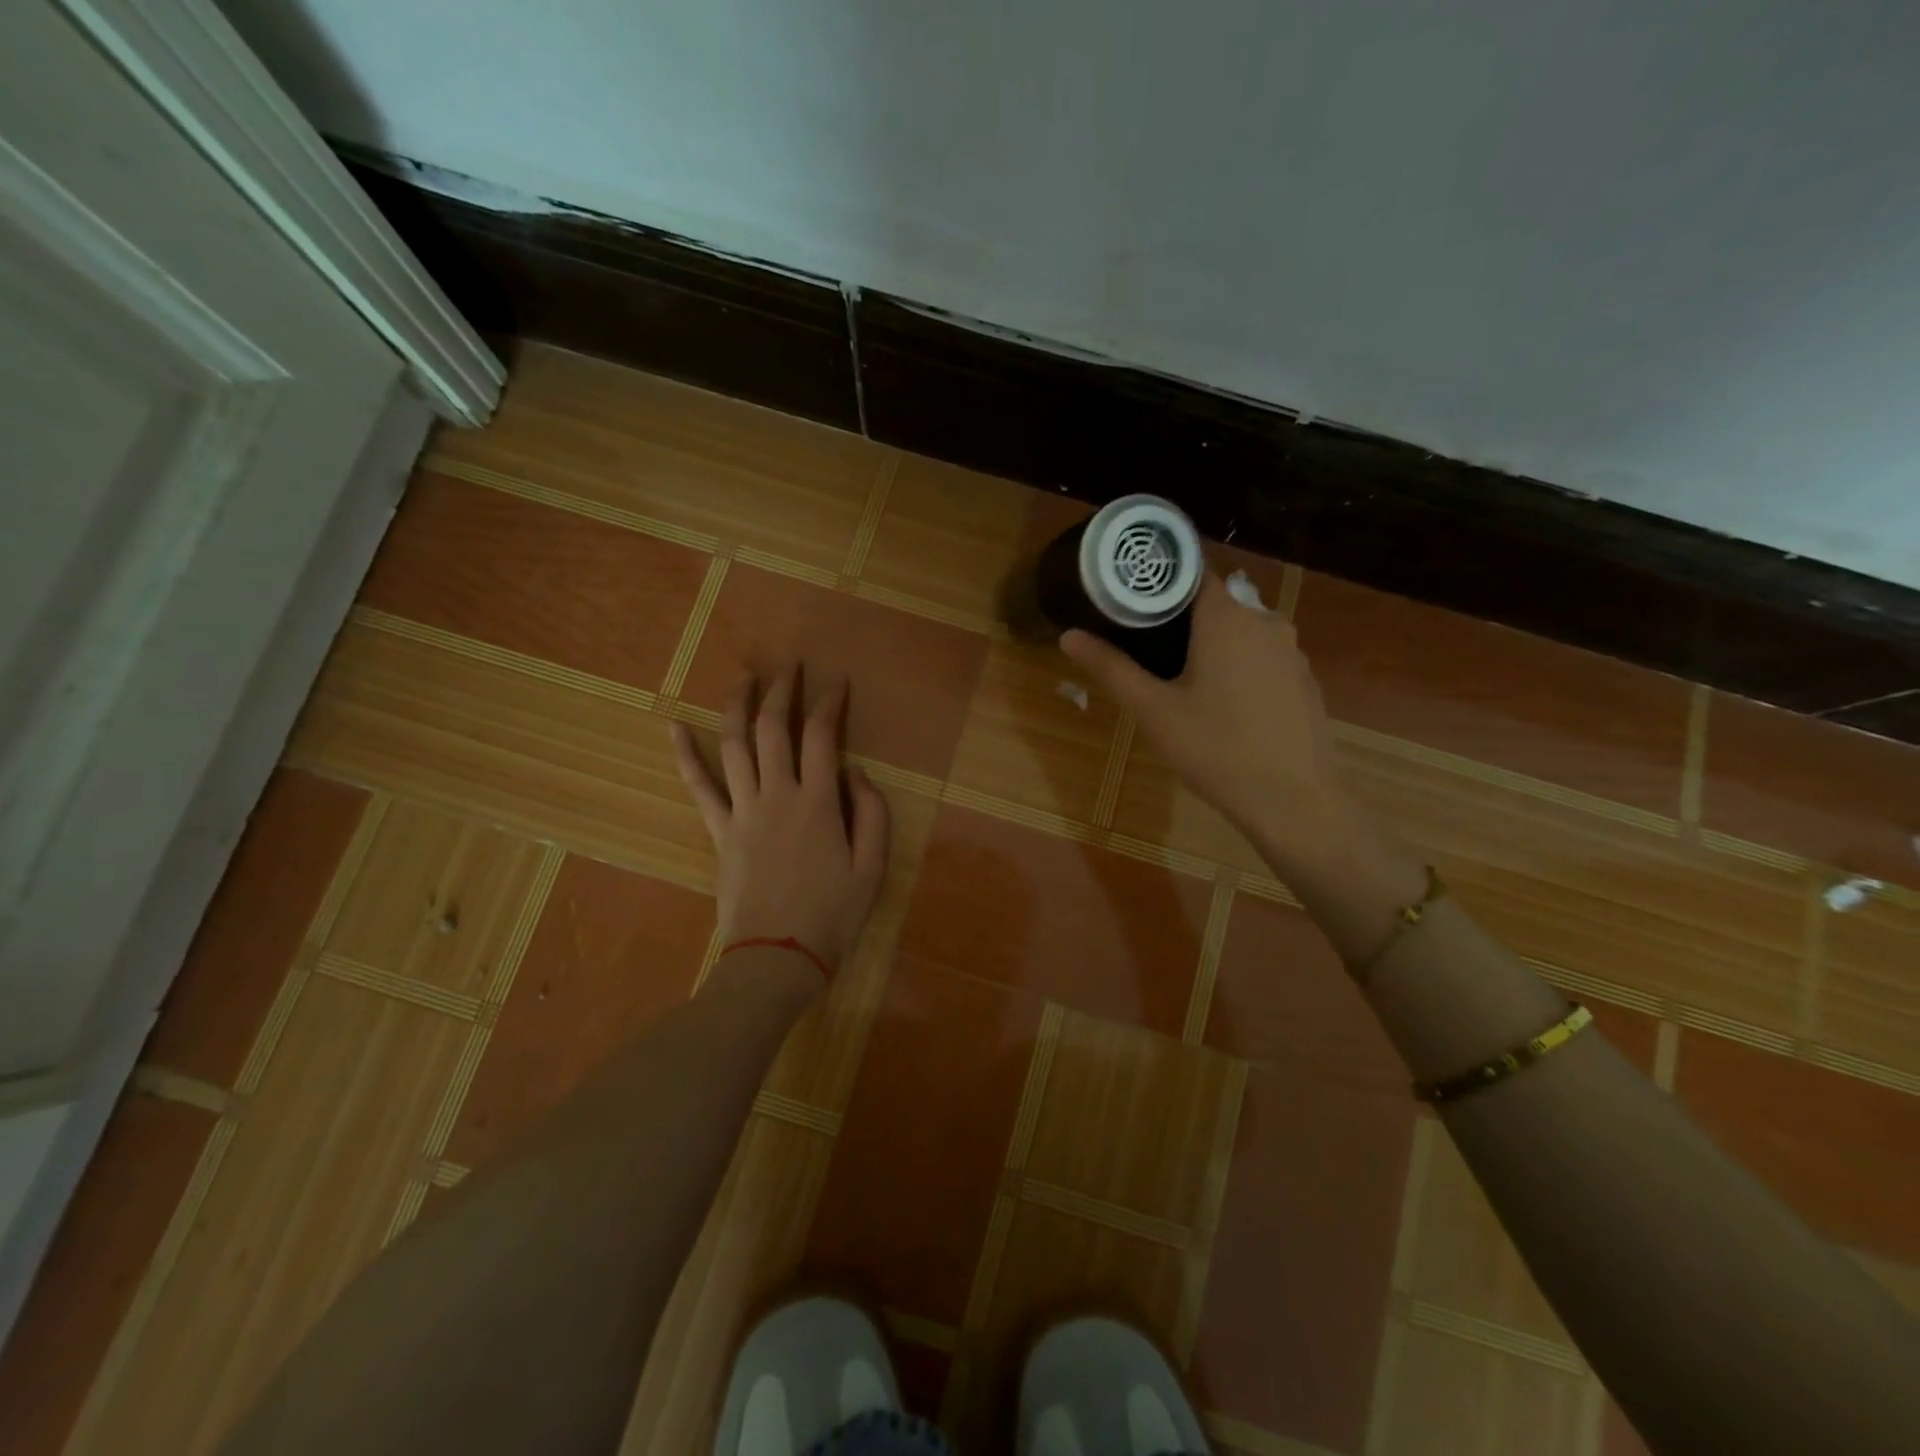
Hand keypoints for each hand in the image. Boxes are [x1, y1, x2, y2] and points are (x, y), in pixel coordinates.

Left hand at [671, 666, 889, 981]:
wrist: (776, 957)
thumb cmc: (831, 915)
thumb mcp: (872, 868)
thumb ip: (871, 814)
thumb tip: (856, 773)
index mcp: (817, 803)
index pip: (822, 736)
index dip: (830, 703)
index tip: (837, 682)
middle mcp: (777, 795)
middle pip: (773, 728)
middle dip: (782, 690)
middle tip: (789, 666)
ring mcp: (742, 811)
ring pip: (734, 745)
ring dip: (738, 705)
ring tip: (744, 676)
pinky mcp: (719, 831)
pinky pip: (698, 786)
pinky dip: (685, 754)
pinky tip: (674, 726)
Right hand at [1061, 573, 1351, 867]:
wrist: (1294, 801)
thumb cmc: (1215, 748)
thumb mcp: (1154, 710)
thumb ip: (1111, 668)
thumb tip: (1068, 635)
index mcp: (1227, 617)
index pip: (1191, 573)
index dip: (1159, 582)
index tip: (1130, 601)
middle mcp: (1265, 621)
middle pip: (1215, 603)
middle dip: (1180, 619)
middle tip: (1144, 646)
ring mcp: (1291, 651)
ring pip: (1240, 632)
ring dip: (1211, 645)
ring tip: (1178, 677)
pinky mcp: (1304, 680)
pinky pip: (1262, 657)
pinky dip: (1238, 666)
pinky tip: (1222, 704)